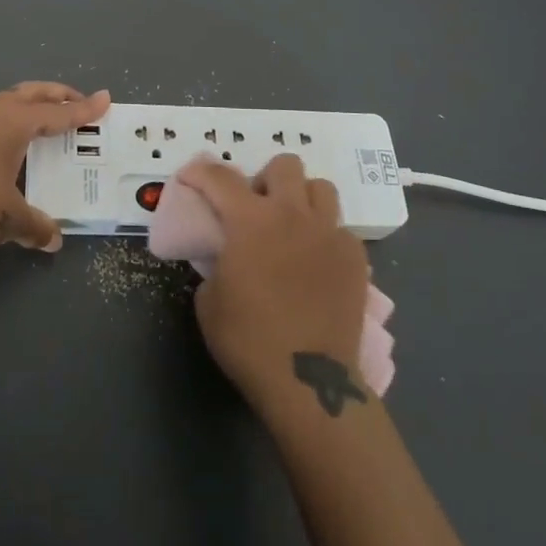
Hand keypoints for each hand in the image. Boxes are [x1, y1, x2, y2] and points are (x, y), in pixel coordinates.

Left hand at [0, 82, 110, 254]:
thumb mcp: (7, 219)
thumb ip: (34, 226)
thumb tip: (54, 241)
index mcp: (14, 123)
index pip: (59, 114)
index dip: (84, 110)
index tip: (105, 99)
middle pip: (30, 93)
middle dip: (55, 95)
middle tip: (73, 100)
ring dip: (18, 105)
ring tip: (26, 119)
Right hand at [177, 154, 370, 413]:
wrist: (309, 381)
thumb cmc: (248, 340)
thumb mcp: (209, 300)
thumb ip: (215, 263)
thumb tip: (225, 255)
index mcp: (250, 220)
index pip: (220, 178)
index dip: (200, 172)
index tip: (189, 176)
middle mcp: (293, 214)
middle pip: (284, 165)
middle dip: (265, 179)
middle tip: (255, 208)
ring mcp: (329, 232)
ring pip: (320, 187)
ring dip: (301, 198)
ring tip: (291, 225)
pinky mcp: (355, 257)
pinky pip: (340, 228)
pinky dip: (325, 235)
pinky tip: (316, 261)